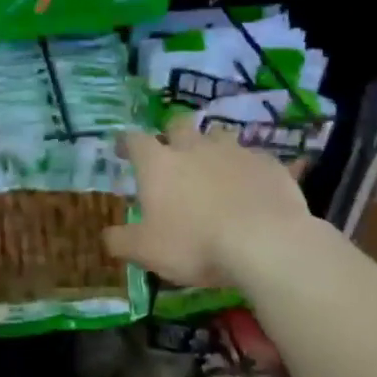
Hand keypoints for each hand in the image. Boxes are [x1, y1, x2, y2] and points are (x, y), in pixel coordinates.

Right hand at [104, 115, 311, 287]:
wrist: (266, 243)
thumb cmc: (195, 244)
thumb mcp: (146, 251)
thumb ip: (121, 241)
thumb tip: (107, 235)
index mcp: (158, 164)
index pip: (134, 140)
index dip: (126, 143)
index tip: (122, 150)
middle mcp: (194, 148)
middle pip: (178, 125)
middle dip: (172, 134)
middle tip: (172, 153)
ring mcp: (235, 152)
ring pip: (218, 136)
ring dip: (212, 148)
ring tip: (214, 169)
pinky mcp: (269, 164)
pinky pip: (254, 159)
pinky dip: (248, 170)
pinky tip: (252, 189)